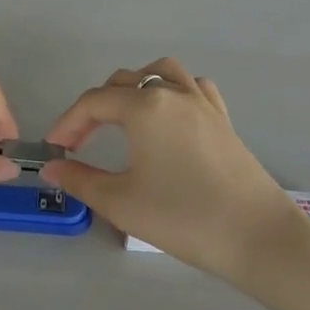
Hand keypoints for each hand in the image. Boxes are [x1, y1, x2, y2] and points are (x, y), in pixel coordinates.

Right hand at [41, 58, 309, 286]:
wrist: (257, 236)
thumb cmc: (183, 217)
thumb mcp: (121, 202)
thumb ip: (80, 180)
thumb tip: (52, 167)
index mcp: (144, 106)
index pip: (93, 102)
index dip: (68, 123)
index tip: (54, 149)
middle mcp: (173, 93)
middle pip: (124, 81)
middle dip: (96, 107)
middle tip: (81, 142)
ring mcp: (203, 103)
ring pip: (163, 73)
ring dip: (136, 86)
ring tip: (123, 115)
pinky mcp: (224, 120)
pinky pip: (194, 87)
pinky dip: (174, 92)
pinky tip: (169, 117)